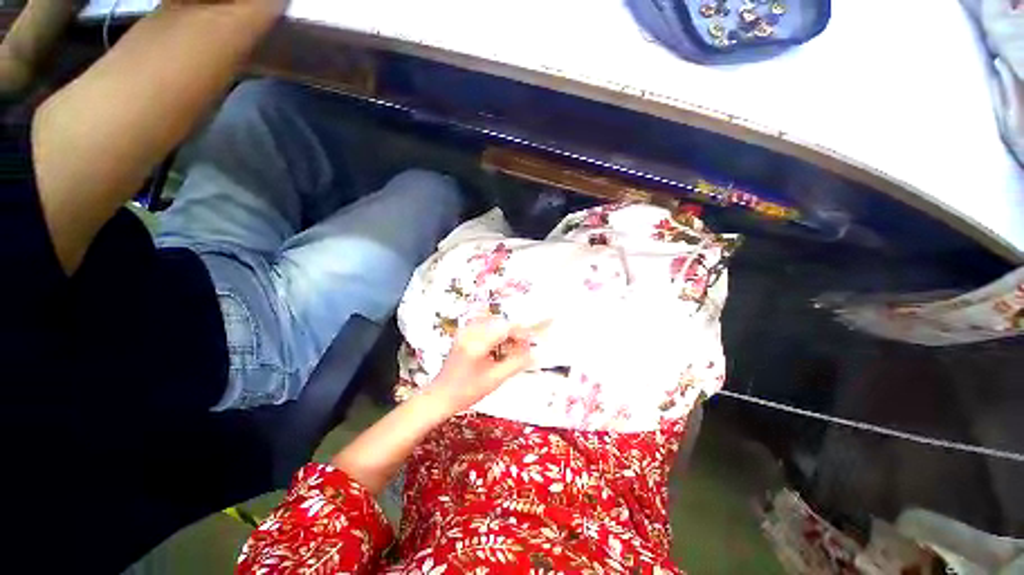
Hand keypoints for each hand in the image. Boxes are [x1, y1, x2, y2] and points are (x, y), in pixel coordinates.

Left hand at [429, 318, 534, 413]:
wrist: (441, 395)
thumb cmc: (466, 391)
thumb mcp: (494, 380)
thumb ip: (515, 364)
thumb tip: (533, 354)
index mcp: (476, 344)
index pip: (504, 328)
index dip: (520, 332)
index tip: (530, 340)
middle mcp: (469, 333)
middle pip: (498, 322)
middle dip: (513, 331)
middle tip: (523, 345)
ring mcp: (464, 331)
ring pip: (491, 320)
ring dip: (504, 329)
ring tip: (513, 344)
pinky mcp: (462, 333)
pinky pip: (482, 323)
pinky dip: (494, 329)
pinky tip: (499, 341)